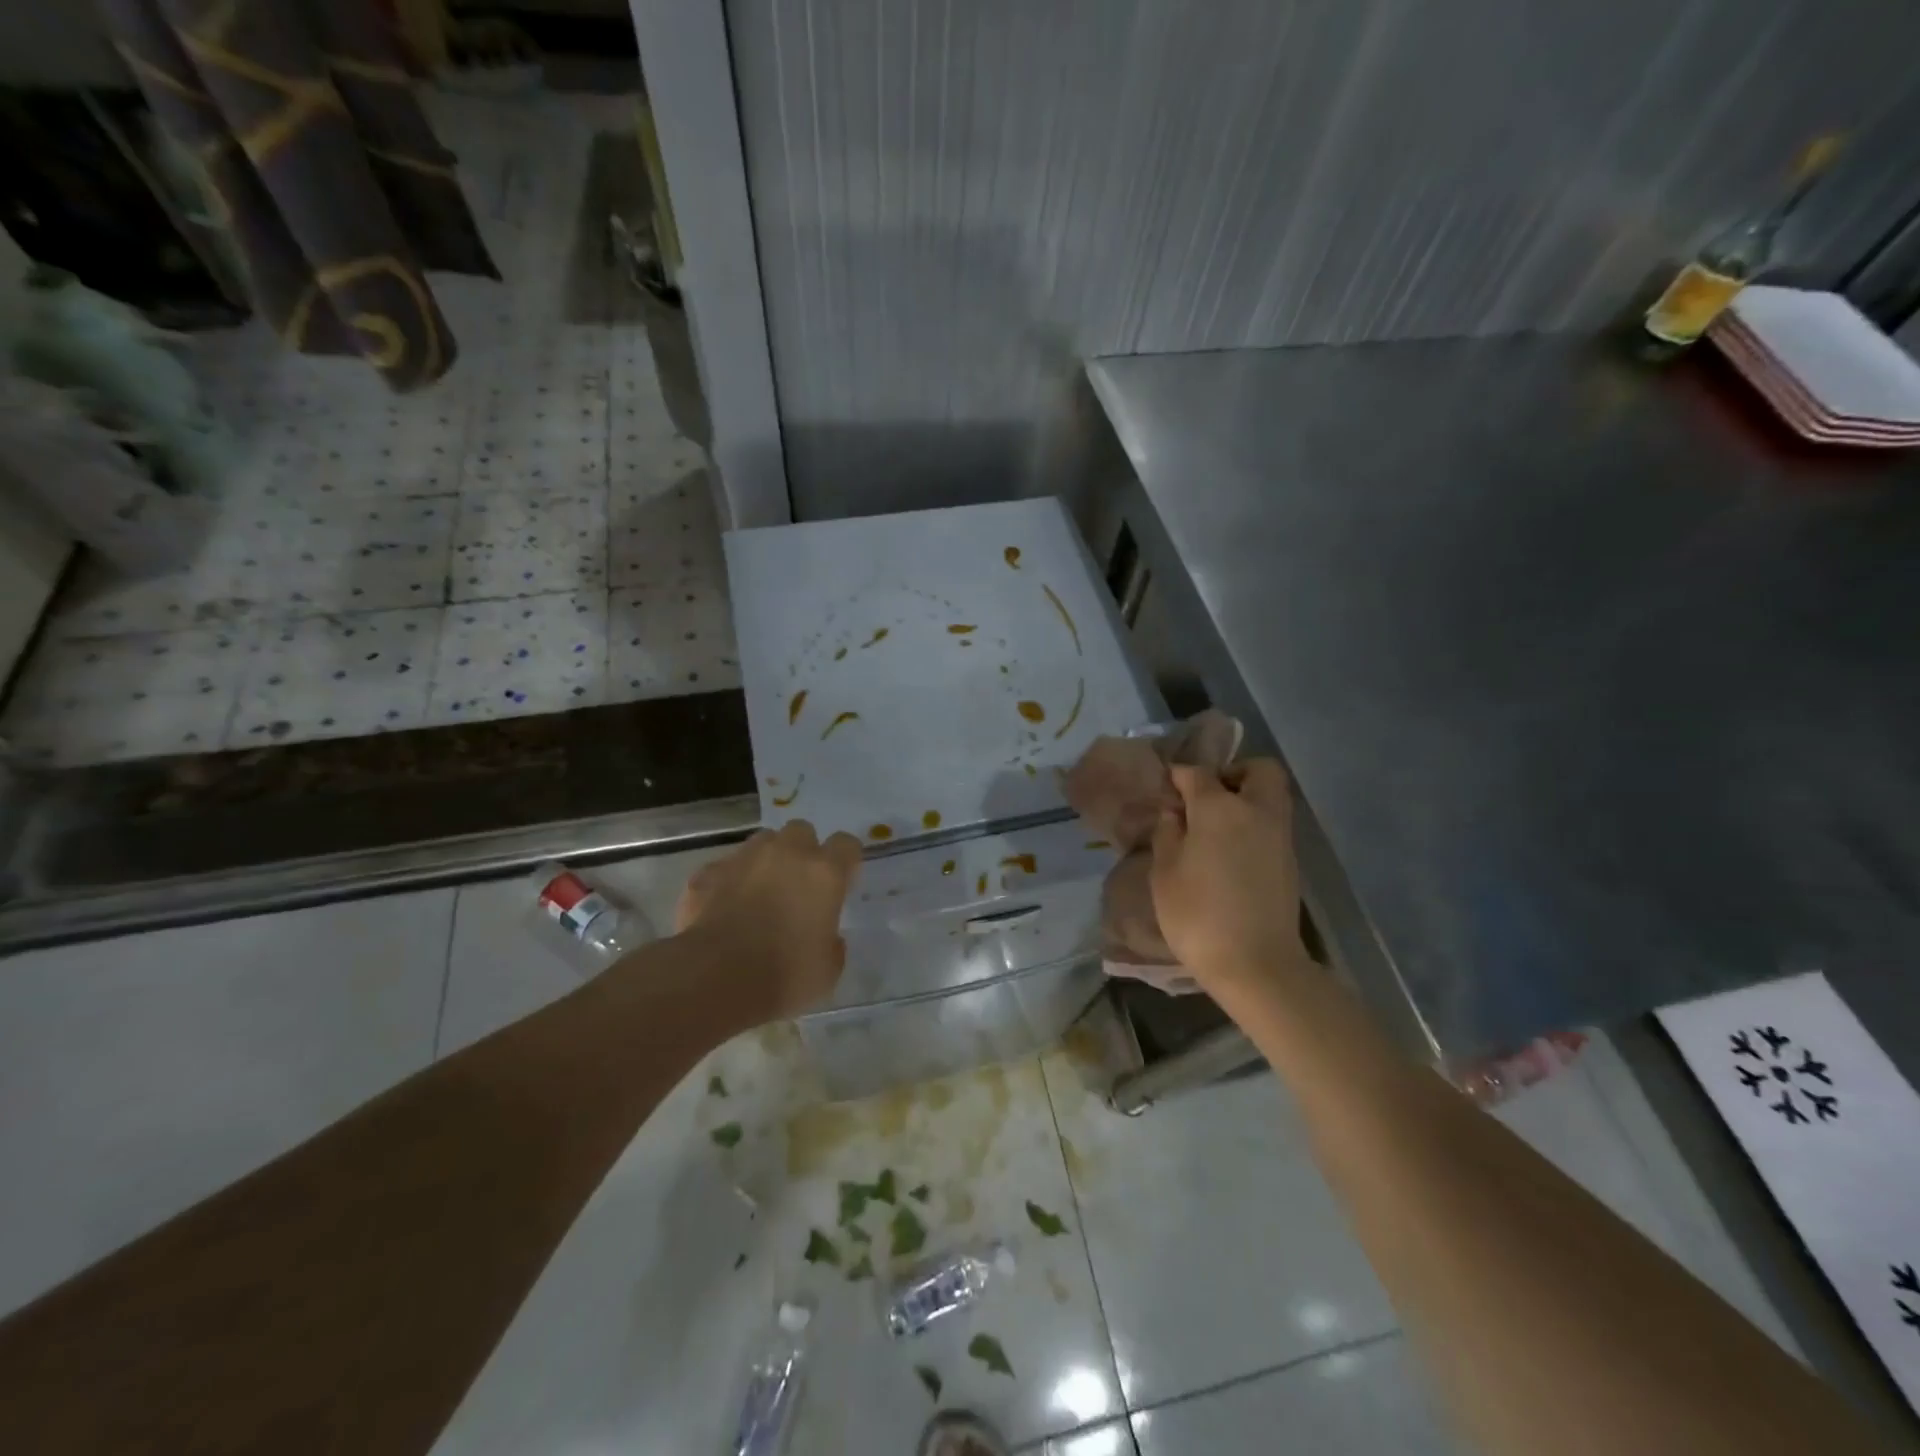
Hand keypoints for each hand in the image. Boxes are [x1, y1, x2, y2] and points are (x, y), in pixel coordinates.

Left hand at [674, 820, 862, 1018]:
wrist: (714, 980)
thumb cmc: (783, 976)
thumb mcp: (827, 970)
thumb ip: (832, 943)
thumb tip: (826, 937)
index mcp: (824, 873)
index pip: (846, 844)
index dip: (845, 860)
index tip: (841, 882)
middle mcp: (786, 854)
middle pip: (802, 831)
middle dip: (803, 851)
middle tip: (798, 884)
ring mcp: (743, 859)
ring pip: (762, 842)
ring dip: (766, 860)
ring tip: (760, 892)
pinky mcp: (707, 874)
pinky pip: (724, 868)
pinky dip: (728, 882)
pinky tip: (723, 909)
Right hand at [1150, 759, 1305, 995]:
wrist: (1256, 963)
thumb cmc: (1198, 915)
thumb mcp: (1165, 872)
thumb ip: (1167, 832)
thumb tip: (1174, 811)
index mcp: (1219, 807)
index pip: (1197, 773)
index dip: (1178, 777)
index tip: (1165, 790)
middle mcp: (1256, 810)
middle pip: (1257, 769)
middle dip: (1232, 774)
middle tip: (1206, 799)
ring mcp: (1279, 835)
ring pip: (1270, 795)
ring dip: (1246, 798)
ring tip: (1215, 827)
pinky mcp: (1290, 860)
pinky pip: (1273, 822)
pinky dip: (1254, 823)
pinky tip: (1230, 851)